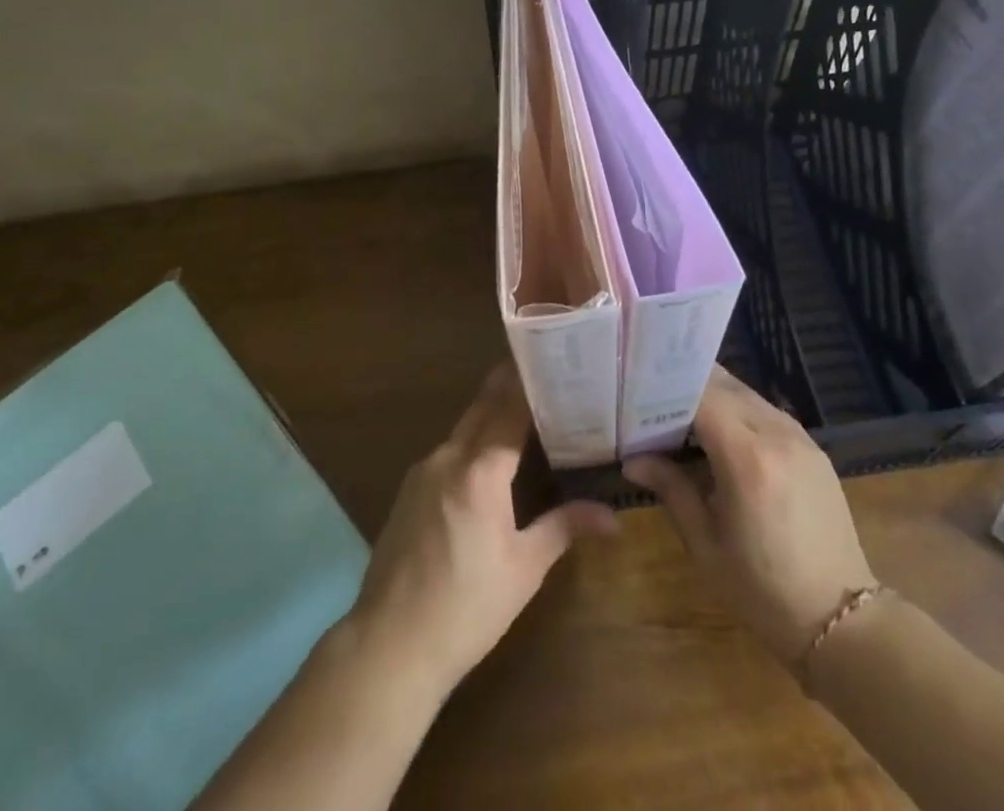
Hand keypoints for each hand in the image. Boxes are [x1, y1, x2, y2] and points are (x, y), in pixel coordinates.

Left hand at [349, 365, 617, 697]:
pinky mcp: (408, 490)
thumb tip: (612, 515)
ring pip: (463, 429)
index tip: (549, 360)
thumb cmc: (468, 606)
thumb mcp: (524, 568)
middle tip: (538, 369)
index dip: (529, 384)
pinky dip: (470, 442)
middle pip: (482, 408)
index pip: (509, 409)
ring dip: (489, 414)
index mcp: (480, 470)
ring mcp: (423, 471)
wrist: (391, 643)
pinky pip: (447, 452)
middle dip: (508, 386)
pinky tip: (485, 459)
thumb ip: (564, 527)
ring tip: (520, 411)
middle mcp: (448, 457)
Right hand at [623, 367, 875, 665]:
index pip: (700, 394)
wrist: (841, 621)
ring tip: (682, 413)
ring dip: (714, 395)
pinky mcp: (814, 448)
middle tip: (652, 398)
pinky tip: (721, 433)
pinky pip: (767, 411)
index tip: (639, 394)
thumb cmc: (762, 590)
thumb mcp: (705, 544)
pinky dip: (739, 410)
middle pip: (724, 384)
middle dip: (687, 384)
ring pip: (746, 393)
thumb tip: (631, 459)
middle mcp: (777, 434)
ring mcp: (801, 437)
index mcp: (747, 457)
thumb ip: (670, 488)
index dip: (667, 388)